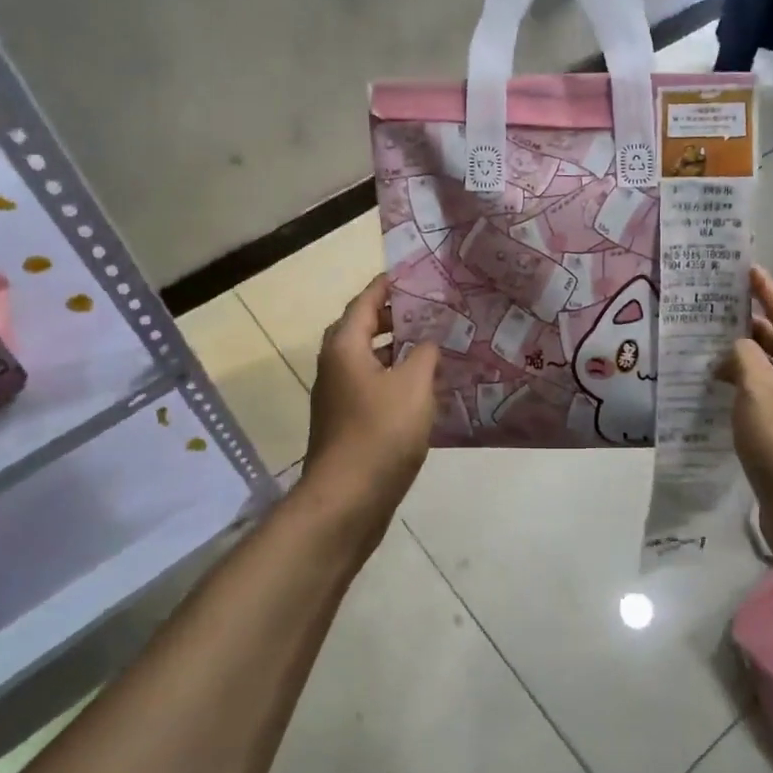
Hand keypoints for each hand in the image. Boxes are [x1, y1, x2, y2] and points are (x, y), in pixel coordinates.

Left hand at [299, 275, 437, 548]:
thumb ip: (424, 354)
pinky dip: (396, 377)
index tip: (418, 274)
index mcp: (345, 347)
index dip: (390, 285)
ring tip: (436, 343)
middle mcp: (335, 365)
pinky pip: (374, 385)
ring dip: (398, 349)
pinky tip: (426, 387)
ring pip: (370, 359)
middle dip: (396, 316)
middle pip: (364, 328)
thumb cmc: (380, 433)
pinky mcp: (349, 421)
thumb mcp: (413, 385)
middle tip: (433, 308)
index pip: (366, 301)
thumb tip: (428, 341)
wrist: (348, 498)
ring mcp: (340, 396)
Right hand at [718, 267, 772, 561]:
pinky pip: (759, 400)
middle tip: (713, 307)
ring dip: (740, 357)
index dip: (768, 291)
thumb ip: (745, 361)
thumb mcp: (761, 394)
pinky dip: (738, 388)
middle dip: (749, 322)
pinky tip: (714, 392)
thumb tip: (736, 348)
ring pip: (767, 372)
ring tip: (705, 346)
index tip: (747, 268)